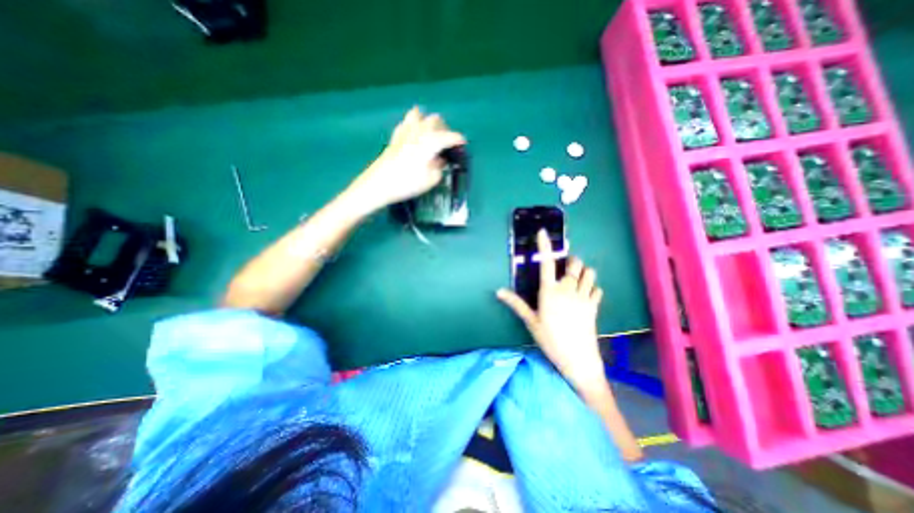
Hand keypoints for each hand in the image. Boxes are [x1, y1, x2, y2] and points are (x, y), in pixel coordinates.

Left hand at [350, 105, 466, 210]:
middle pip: (436, 120)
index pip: (450, 136)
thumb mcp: (431, 179)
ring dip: (428, 122)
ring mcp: (405, 131)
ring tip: (431, 135)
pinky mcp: (395, 136)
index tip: (463, 144)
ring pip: (420, 115)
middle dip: (444, 129)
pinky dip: (414, 124)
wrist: (379, 184)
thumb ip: (439, 167)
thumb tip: (440, 159)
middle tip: (447, 143)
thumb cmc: (408, 183)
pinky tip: (414, 134)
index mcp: (431, 141)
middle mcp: (419, 131)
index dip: (459, 140)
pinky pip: (406, 122)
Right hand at [493, 231, 604, 393]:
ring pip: (589, 273)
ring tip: (577, 278)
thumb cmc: (550, 339)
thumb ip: (516, 303)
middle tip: (566, 266)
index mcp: (549, 291)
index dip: (544, 246)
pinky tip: (586, 293)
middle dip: (571, 261)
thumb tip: (498, 291)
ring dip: (584, 271)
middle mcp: (567, 289)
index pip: (546, 263)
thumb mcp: (531, 321)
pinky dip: (592, 287)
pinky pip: (597, 289)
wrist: (577, 358)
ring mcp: (583, 296)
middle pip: (574, 264)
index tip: (542, 232)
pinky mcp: (594, 306)